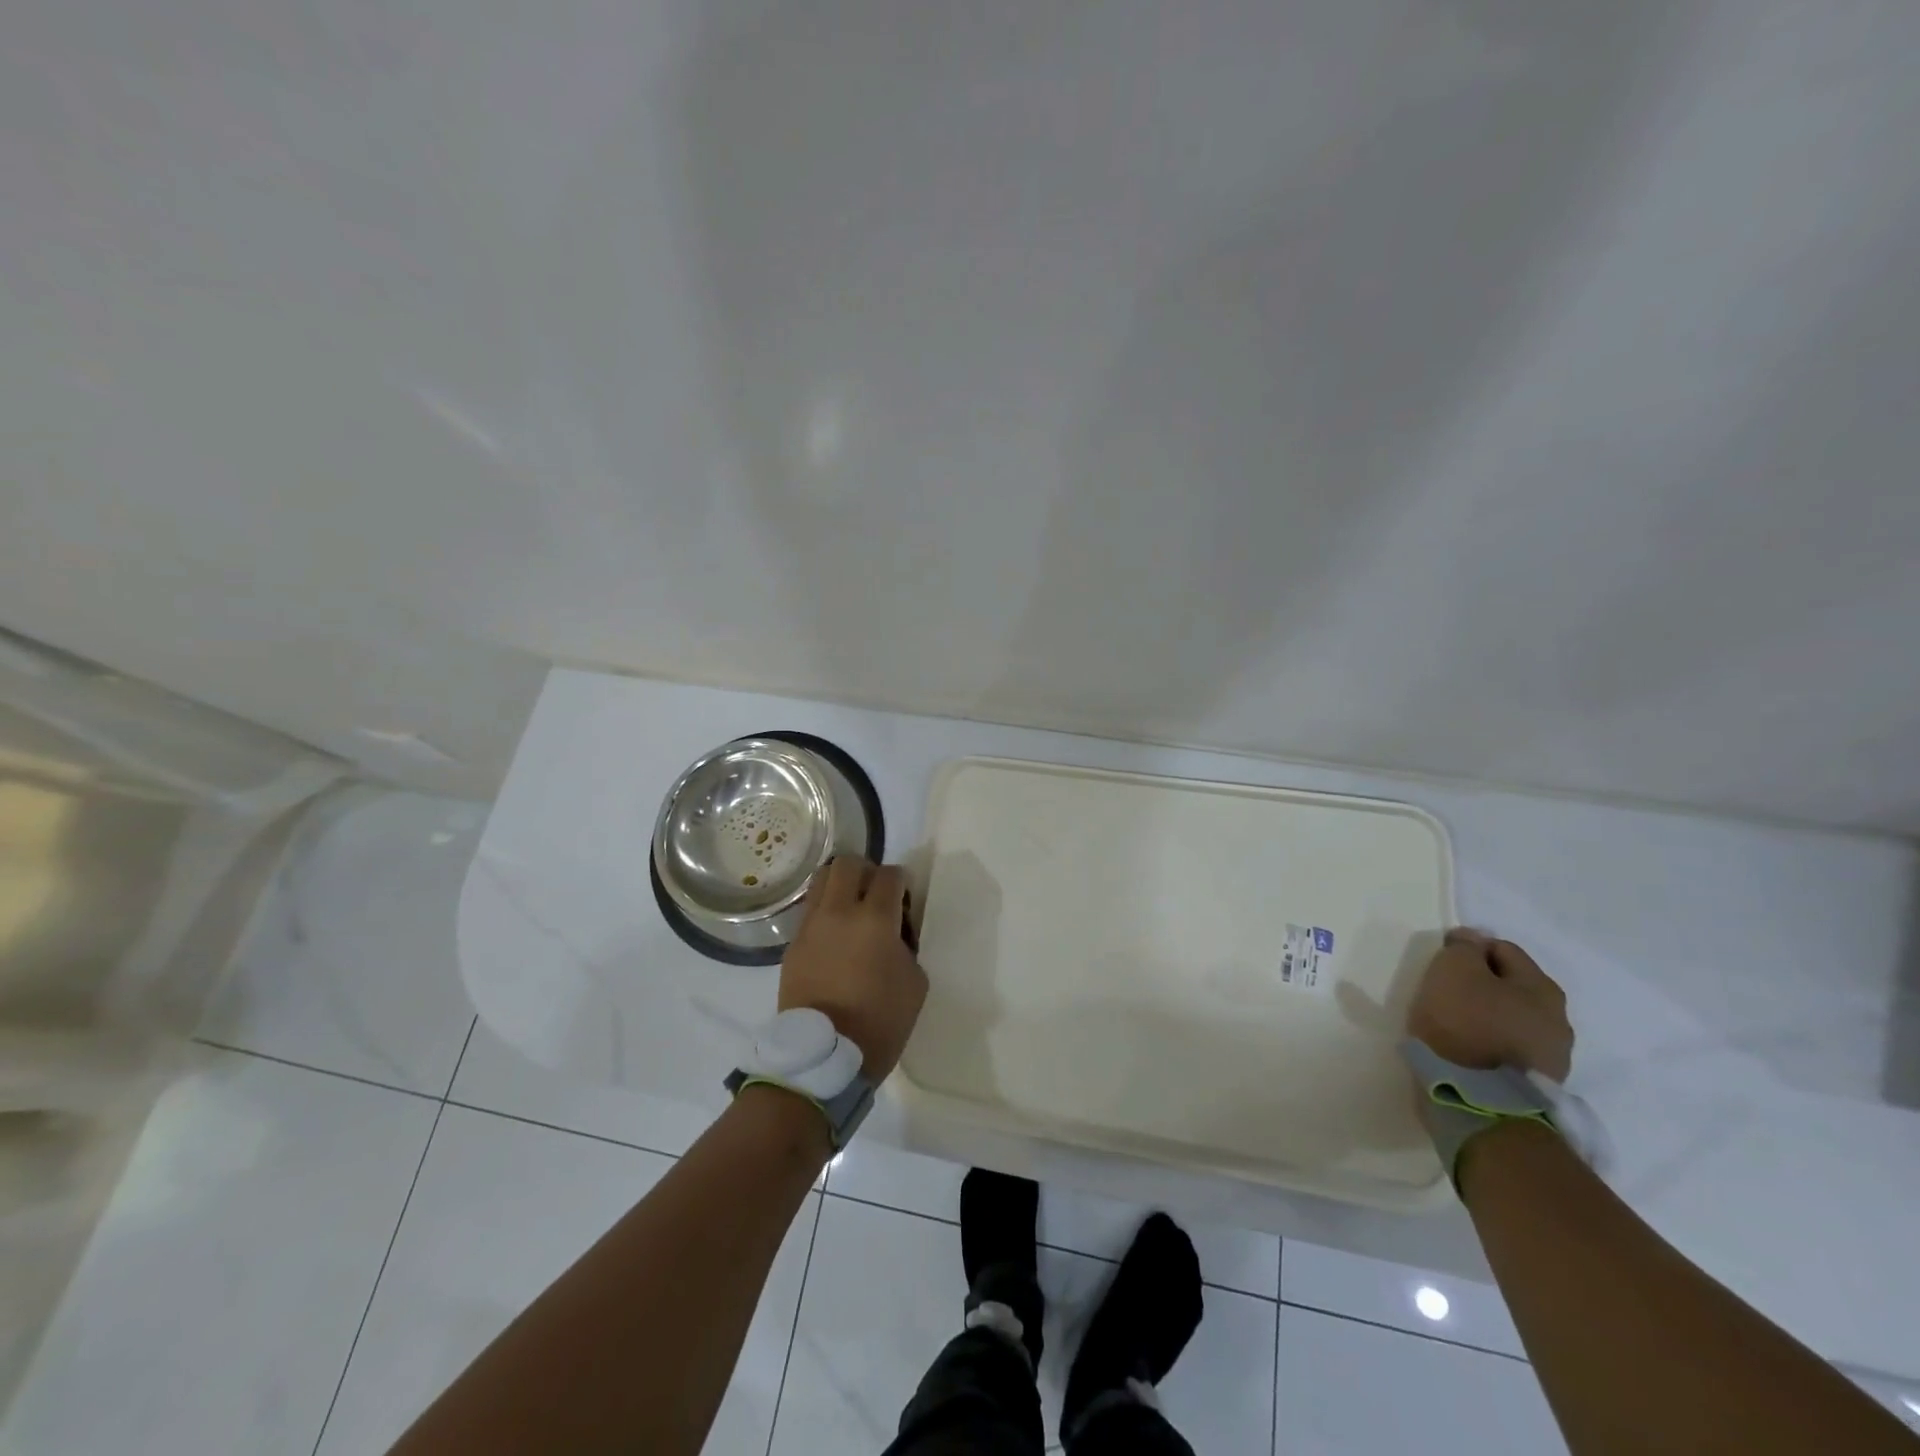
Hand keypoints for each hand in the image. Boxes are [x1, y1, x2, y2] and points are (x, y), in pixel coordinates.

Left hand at [779, 857, 927, 1080]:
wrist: (824, 1057)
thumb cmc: (880, 1022)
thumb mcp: (915, 982)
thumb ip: (906, 945)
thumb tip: (893, 933)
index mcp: (875, 920)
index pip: (890, 875)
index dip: (901, 881)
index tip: (904, 899)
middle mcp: (839, 912)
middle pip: (848, 864)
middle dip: (867, 871)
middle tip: (876, 895)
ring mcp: (811, 926)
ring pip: (822, 879)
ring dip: (841, 885)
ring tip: (852, 909)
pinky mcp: (793, 944)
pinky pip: (809, 911)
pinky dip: (825, 912)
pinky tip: (835, 937)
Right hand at [1407, 929, 1573, 1080]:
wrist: (1480, 1103)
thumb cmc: (1465, 1025)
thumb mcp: (1453, 971)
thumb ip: (1464, 948)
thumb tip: (1473, 940)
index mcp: (1542, 988)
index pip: (1502, 949)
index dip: (1468, 949)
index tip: (1440, 964)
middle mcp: (1558, 1019)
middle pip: (1511, 986)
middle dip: (1481, 984)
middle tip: (1445, 993)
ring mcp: (1552, 1057)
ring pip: (1511, 1019)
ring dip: (1486, 1016)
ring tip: (1454, 1025)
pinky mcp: (1537, 1085)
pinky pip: (1509, 1049)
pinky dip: (1488, 1043)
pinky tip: (1467, 1050)